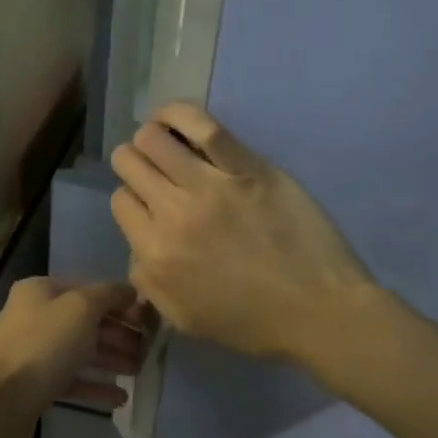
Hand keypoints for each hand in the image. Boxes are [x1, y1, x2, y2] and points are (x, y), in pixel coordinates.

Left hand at [0, 278, 143, 437]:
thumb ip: (109, 295)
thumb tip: (129, 291)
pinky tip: (119, 398)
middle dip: (117, 334)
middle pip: (84, 320)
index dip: (119, 302)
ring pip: (79, 350)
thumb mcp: (82, 308)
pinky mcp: (33, 384)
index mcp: (39, 291)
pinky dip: (94, 385)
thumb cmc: (45, 346)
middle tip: (147, 349)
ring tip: (138, 371)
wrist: (3, 403)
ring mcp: (31, 351)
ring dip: (110, 359)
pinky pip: (70, 379)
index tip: (147, 319)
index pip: (87, 288)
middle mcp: (32, 315)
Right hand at [111, 102, 372, 362]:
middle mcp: (173, 213)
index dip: (131, 199)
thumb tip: (138, 249)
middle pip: (130, 163)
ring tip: (166, 145)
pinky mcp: (246, 167)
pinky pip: (202, 126)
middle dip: (133, 163)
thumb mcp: (184, 319)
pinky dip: (178, 114)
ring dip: (151, 138)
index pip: (120, 201)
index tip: (148, 203)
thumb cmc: (252, 322)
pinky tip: (170, 117)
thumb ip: (148, 282)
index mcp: (155, 253)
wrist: (317, 310)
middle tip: (153, 171)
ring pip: (154, 139)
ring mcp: (210, 185)